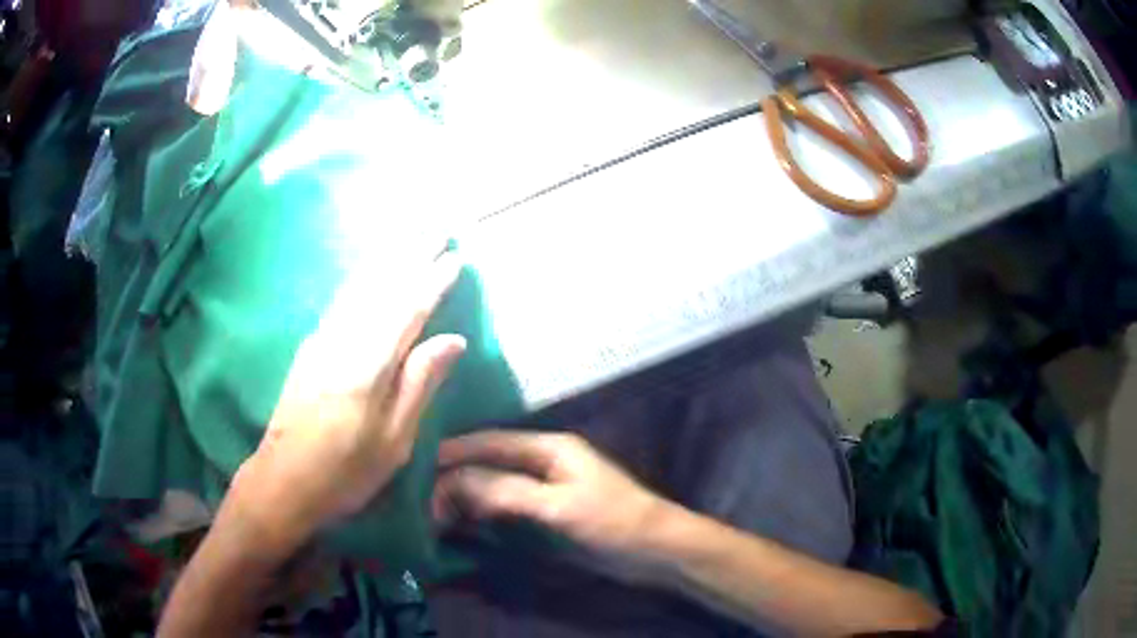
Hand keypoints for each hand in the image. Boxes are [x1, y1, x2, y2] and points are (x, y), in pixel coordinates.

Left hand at [232, 254, 466, 555]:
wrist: (282, 480)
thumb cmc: (345, 471)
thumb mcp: (394, 441)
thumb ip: (420, 384)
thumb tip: (453, 340)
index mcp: (369, 365)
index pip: (408, 309)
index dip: (432, 281)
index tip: (455, 257)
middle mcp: (343, 340)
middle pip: (381, 286)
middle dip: (410, 254)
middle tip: (437, 228)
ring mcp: (322, 340)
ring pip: (359, 286)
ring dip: (386, 258)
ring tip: (409, 236)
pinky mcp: (310, 347)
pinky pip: (343, 299)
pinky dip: (362, 277)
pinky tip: (370, 271)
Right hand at [432, 431, 668, 578]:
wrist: (654, 551)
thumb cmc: (612, 520)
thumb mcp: (559, 505)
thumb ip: (507, 492)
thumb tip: (452, 482)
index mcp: (548, 447)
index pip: (490, 442)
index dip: (454, 451)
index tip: (418, 462)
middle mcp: (543, 463)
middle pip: (489, 464)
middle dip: (455, 478)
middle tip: (419, 496)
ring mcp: (544, 490)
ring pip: (494, 487)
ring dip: (465, 498)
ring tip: (430, 511)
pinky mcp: (546, 515)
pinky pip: (505, 510)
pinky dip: (482, 515)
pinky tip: (460, 525)